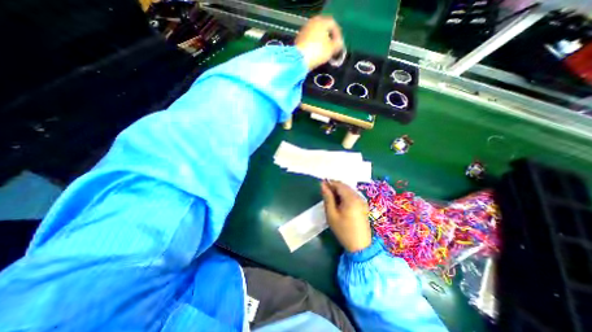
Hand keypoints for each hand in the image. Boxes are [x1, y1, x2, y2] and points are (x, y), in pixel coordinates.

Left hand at [294, 15, 344, 69]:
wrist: (299, 59)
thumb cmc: (318, 51)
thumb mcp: (332, 49)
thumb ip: (338, 45)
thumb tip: (339, 44)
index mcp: (322, 21)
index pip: (334, 25)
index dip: (338, 36)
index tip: (339, 46)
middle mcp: (313, 22)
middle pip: (324, 30)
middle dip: (329, 40)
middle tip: (332, 50)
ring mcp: (305, 30)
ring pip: (317, 36)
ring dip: (322, 43)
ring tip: (325, 54)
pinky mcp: (299, 39)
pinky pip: (310, 41)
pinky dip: (315, 46)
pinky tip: (316, 54)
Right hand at [319, 180, 368, 252]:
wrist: (360, 246)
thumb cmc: (343, 230)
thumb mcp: (331, 214)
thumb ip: (327, 198)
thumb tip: (323, 185)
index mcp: (351, 198)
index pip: (339, 185)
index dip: (330, 183)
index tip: (321, 184)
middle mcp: (358, 197)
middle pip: (345, 186)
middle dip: (334, 186)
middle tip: (325, 192)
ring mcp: (362, 201)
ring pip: (349, 190)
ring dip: (339, 191)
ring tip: (331, 197)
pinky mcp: (363, 205)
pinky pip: (353, 195)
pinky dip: (345, 195)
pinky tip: (339, 202)